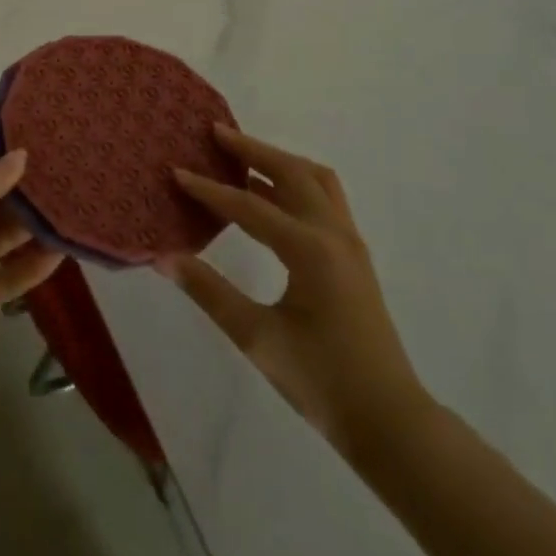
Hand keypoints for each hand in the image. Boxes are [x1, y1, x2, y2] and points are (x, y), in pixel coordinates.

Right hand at [161, 124, 433, 466]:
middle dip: (252, 149)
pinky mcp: (354, 255)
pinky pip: (325, 198)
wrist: (390, 422)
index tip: (176, 172)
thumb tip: (164, 258)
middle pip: (291, 172)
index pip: (250, 205)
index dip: (209, 189)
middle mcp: (333, 233)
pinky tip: (273, 195)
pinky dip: (297, 181)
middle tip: (216, 133)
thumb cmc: (322, 381)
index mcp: (309, 249)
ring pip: (315, 179)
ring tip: (244, 156)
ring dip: (280, 160)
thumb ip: (209, 292)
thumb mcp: (258, 338)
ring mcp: (349, 242)